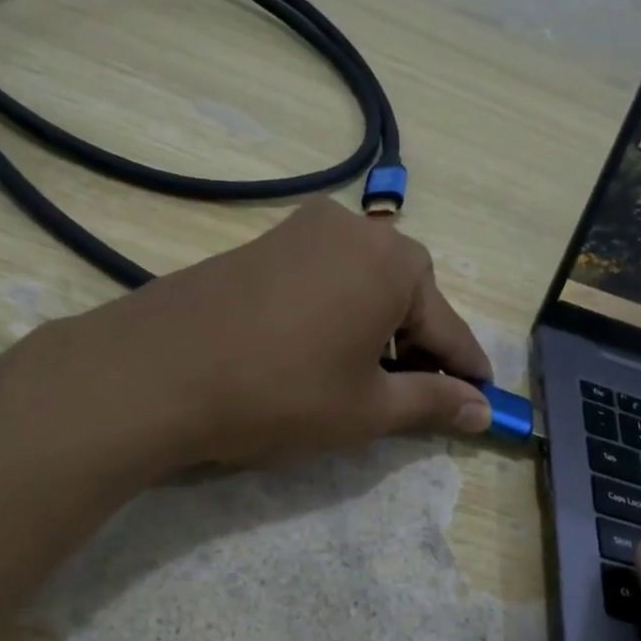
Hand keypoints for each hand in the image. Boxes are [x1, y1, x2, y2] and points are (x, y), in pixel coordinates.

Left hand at [65, 198, 492, 466]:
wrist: (156, 373)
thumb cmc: (279, 393)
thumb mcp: (366, 408)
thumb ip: (433, 402)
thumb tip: (485, 410)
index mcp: (393, 263)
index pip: (447, 327)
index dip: (466, 369)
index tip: (484, 397)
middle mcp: (353, 230)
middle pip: (406, 295)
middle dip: (416, 345)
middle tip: (412, 394)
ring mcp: (301, 230)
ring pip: (362, 284)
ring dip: (375, 328)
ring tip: (360, 377)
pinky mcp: (262, 242)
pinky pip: (322, 277)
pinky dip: (336, 312)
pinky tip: (317, 350)